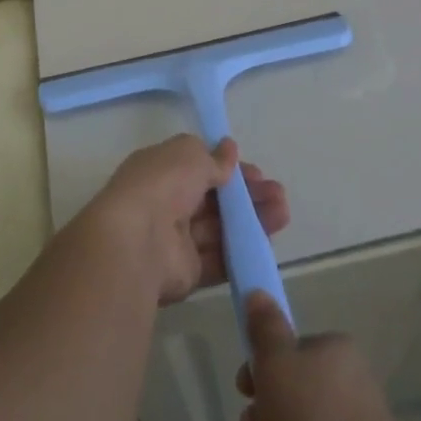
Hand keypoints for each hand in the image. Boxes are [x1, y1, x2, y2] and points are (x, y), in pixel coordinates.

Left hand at [86, 134, 289, 305]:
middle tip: (279, 195)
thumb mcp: (189, 155)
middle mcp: (166, 203)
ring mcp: (176, 240)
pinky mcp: (186, 272)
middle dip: (247, 197)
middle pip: (214, 200)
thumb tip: (229, 149)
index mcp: (161, 171)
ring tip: (283, 214)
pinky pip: (218, 259)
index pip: (200, 168)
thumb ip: (213, 158)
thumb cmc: (161, 185)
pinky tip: (268, 243)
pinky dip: (242, 251)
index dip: (229, 170)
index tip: (256, 173)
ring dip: (252, 221)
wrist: (136, 242)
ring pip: (220, 229)